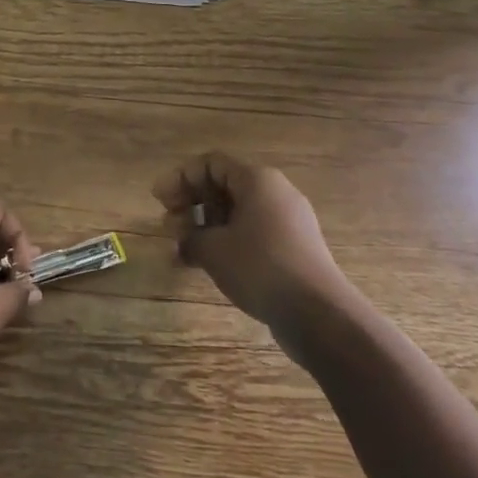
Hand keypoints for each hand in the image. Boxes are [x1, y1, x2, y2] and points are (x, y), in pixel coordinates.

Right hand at [153, 153, 355, 339]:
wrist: (319, 314)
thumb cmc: (260, 267)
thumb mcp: (213, 249)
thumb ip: (190, 237)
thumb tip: (184, 240)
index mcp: (257, 179)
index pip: (210, 163)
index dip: (179, 178)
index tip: (159, 201)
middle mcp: (275, 192)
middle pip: (223, 186)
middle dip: (191, 203)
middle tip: (168, 225)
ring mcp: (288, 221)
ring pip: (237, 212)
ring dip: (206, 226)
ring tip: (184, 249)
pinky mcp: (294, 248)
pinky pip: (252, 233)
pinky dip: (227, 242)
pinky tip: (209, 265)